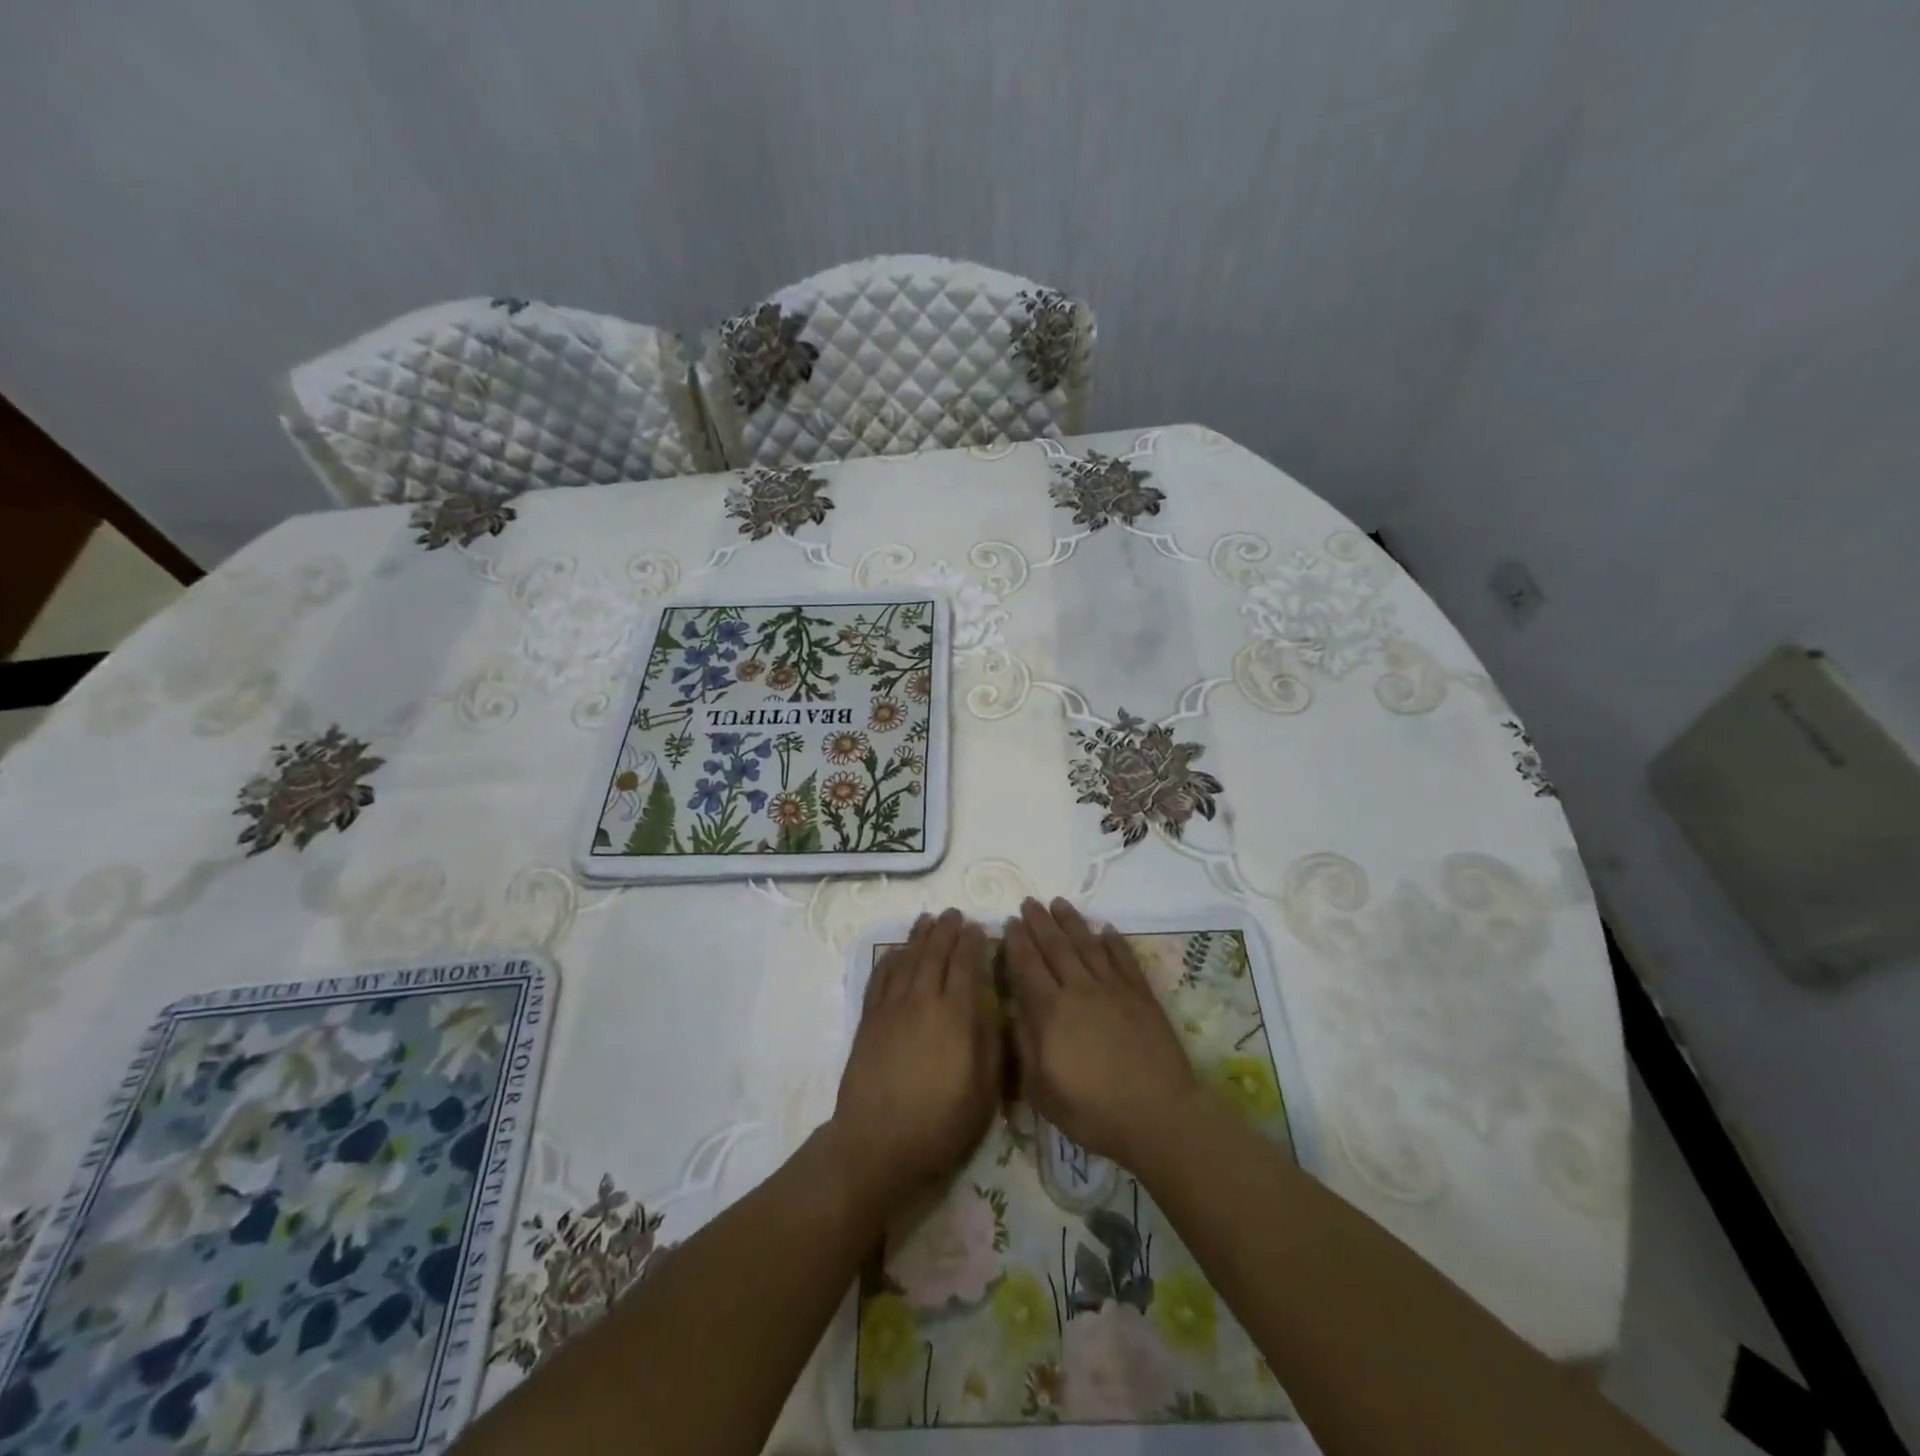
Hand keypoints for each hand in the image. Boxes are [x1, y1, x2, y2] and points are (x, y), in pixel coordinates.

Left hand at [829, 909, 1000, 1212]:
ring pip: (908, 959)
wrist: (876, 1142)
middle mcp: (923, 1001)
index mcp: (955, 1016)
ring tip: (928, 920)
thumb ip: (991, 1044)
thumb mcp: (984, 1092)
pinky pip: (881, 978)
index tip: (978, 928)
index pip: (966, 966)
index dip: (972, 943)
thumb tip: (992, 1008)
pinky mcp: (869, 1020)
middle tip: (954, 914)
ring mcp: (892, 1008)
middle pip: (935, 954)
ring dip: (919, 937)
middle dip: (947, 931)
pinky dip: (891, 959)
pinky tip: (896, 952)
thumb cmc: (939, 1123)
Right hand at [1005, 897, 1199, 1169]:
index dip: (1017, 941)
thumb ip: (1024, 1047)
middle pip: (1056, 947)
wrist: (1159, 1114)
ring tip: (1059, 902)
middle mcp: (1080, 990)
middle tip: (1029, 902)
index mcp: (1051, 1011)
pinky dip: (1112, 940)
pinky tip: (1104, 928)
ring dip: (1071, 921)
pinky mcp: (1141, 994)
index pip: (1028, 965)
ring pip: (1087, 944)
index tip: (1010, 921)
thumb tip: (1014, 1013)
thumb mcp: (1042, 1091)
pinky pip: (1123, 958)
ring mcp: (1113, 989)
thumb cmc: (1093, 1111)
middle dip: (1040, 922)